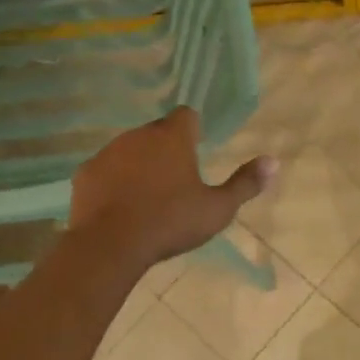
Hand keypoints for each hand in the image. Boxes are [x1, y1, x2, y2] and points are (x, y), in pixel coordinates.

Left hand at [70, 107, 275, 267]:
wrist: (111, 244)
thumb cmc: (170, 222)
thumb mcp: (217, 209)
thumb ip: (245, 184)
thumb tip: (274, 162)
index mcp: (172, 137)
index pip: (186, 115)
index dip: (193, 130)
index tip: (196, 150)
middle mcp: (139, 135)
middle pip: (156, 132)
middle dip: (165, 148)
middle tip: (175, 180)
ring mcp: (108, 152)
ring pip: (128, 149)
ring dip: (138, 164)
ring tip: (147, 197)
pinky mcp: (86, 173)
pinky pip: (105, 170)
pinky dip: (113, 182)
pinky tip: (119, 207)